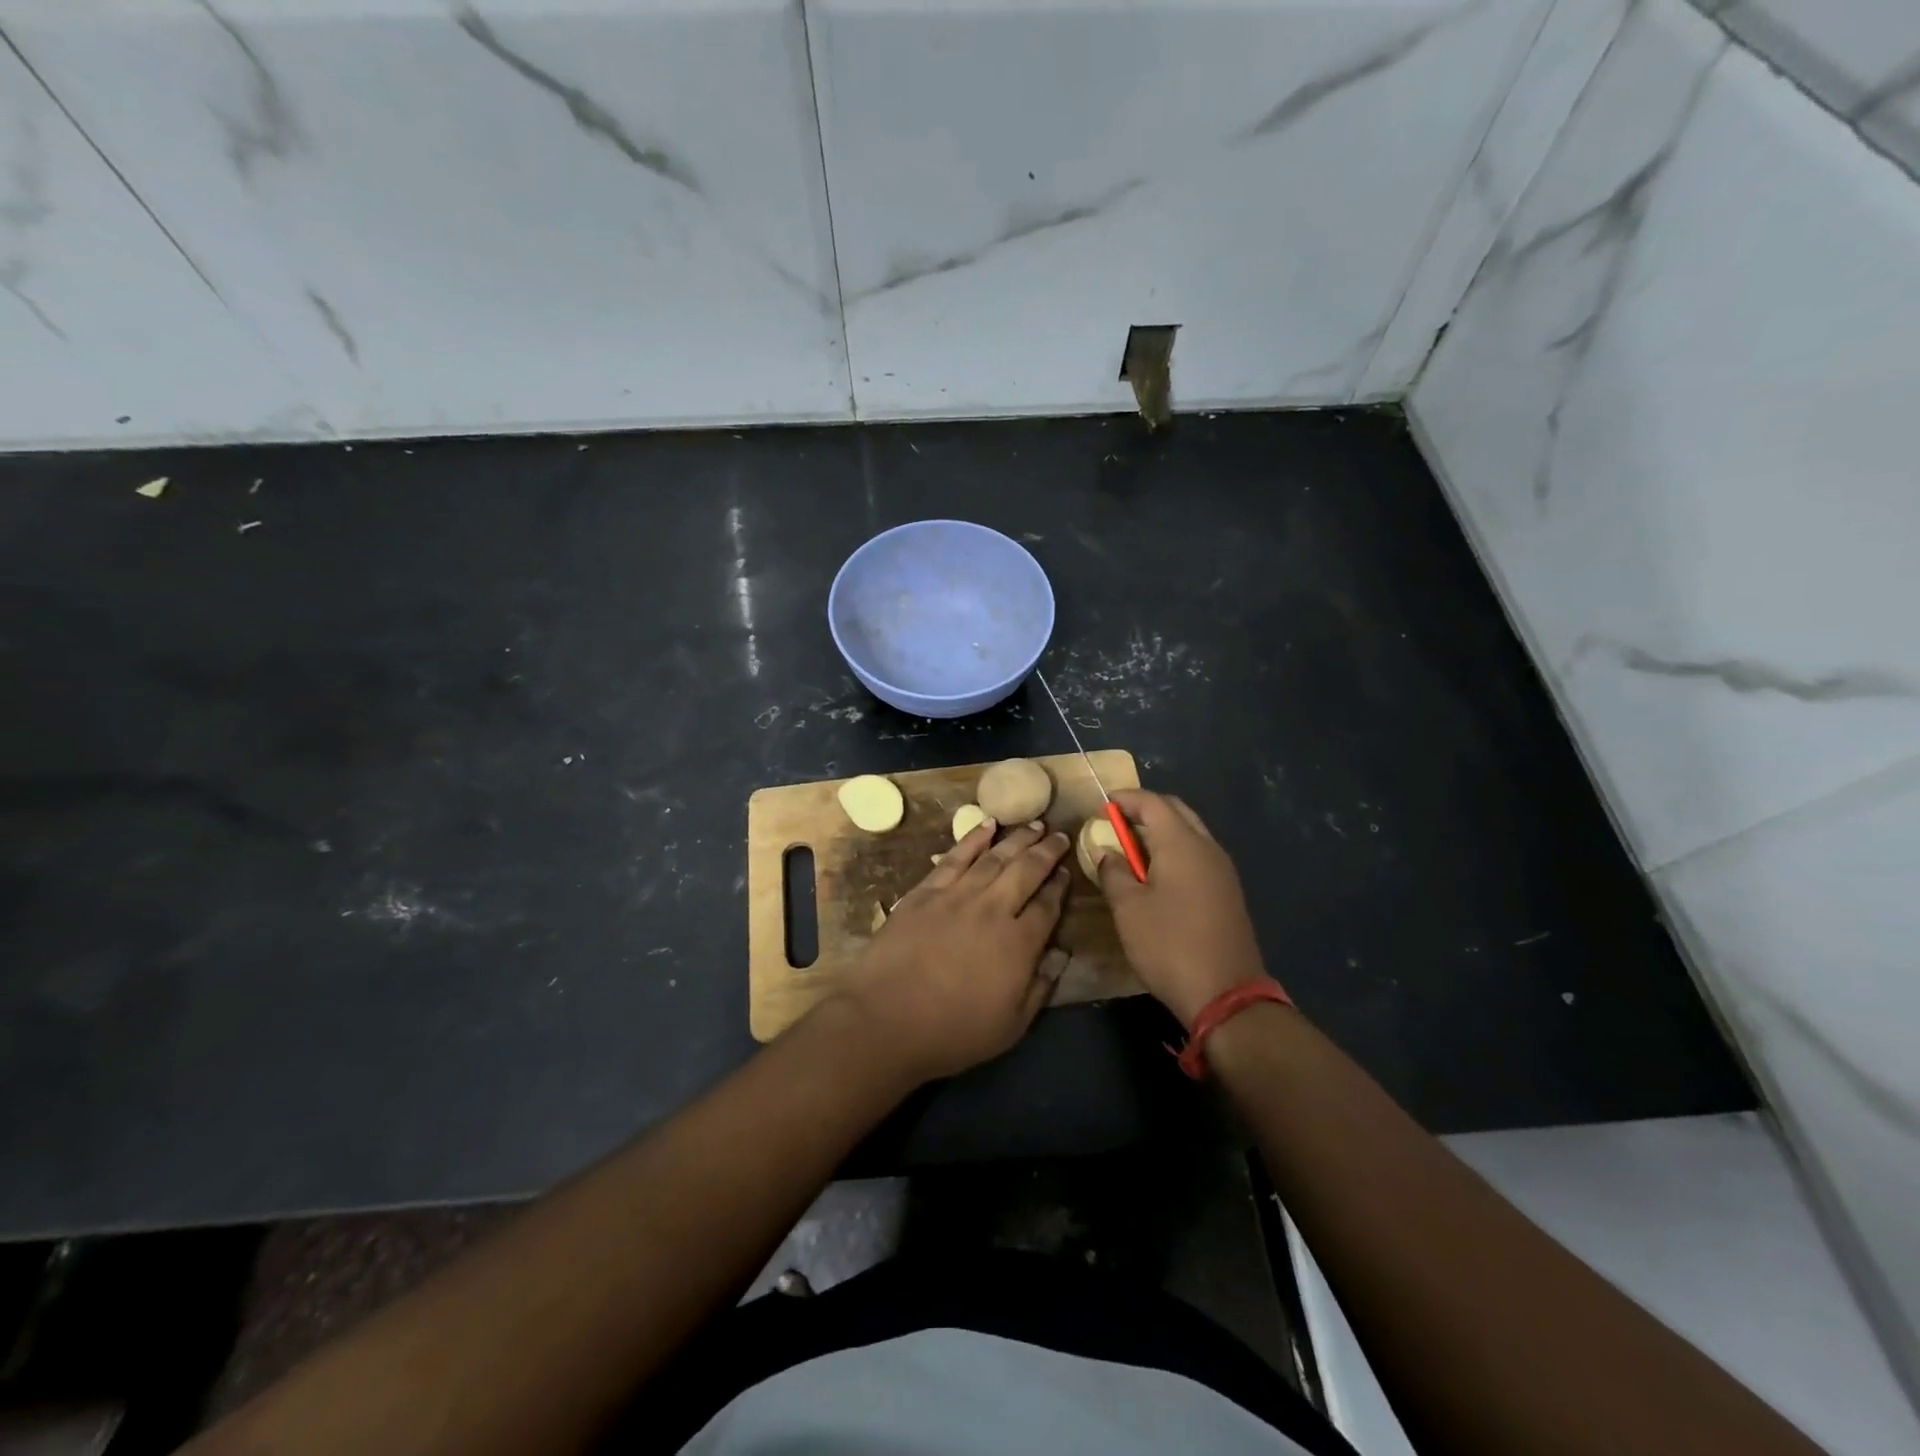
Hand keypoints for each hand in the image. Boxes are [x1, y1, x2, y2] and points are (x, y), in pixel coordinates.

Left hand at [828, 818, 1071, 1083]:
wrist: (886, 1019)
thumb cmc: (952, 1032)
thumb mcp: (1011, 1026)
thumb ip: (1041, 987)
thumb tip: (1062, 953)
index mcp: (1019, 943)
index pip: (1048, 905)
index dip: (1060, 887)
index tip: (1067, 872)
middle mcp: (993, 909)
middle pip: (1026, 870)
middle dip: (1047, 851)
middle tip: (1059, 834)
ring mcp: (957, 895)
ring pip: (995, 857)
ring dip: (1018, 839)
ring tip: (1035, 824)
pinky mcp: (926, 891)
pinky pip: (955, 856)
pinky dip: (974, 838)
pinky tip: (988, 825)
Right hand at [1093, 790, 1266, 1026]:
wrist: (1226, 994)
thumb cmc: (1169, 945)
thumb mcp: (1128, 909)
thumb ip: (1114, 873)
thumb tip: (1108, 854)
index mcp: (1182, 844)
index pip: (1153, 803)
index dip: (1125, 799)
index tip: (1101, 805)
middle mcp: (1207, 848)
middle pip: (1176, 811)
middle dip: (1145, 809)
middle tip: (1116, 821)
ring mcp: (1222, 870)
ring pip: (1190, 833)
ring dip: (1161, 830)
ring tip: (1131, 847)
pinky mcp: (1227, 892)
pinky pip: (1198, 855)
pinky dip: (1174, 850)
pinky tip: (1156, 873)